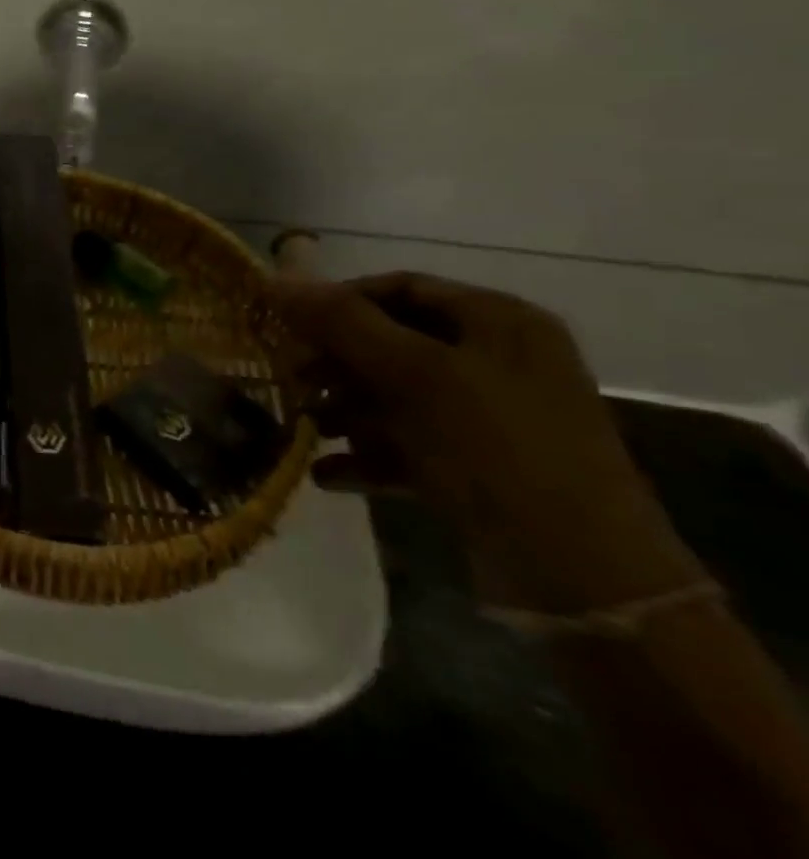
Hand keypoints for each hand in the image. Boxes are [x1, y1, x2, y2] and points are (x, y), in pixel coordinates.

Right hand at [274, 272, 699, 613]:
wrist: (583, 578)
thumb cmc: (497, 450)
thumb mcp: (414, 375)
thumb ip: (342, 323)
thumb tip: (274, 280)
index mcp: (499, 322)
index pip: (400, 287)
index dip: (338, 301)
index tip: (288, 327)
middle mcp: (498, 361)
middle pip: (392, 342)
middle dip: (336, 363)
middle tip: (291, 381)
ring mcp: (491, 417)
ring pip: (395, 395)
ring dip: (344, 411)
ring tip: (304, 429)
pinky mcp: (480, 467)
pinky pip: (409, 445)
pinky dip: (366, 455)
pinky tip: (326, 473)